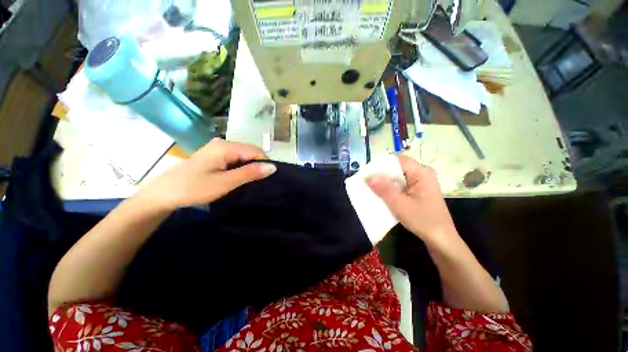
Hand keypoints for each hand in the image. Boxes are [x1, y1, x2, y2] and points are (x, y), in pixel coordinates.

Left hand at [138, 138, 276, 210]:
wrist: (163, 193)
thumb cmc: (194, 188)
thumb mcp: (226, 182)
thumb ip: (250, 173)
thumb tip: (273, 167)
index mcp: (226, 146)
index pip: (256, 151)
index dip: (265, 163)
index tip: (268, 179)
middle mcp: (223, 143)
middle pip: (250, 151)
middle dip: (258, 165)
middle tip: (259, 182)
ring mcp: (217, 148)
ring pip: (243, 155)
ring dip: (250, 167)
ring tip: (251, 181)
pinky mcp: (214, 155)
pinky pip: (235, 158)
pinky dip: (241, 167)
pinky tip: (239, 177)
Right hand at [367, 155, 455, 245]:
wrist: (440, 239)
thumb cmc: (423, 221)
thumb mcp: (400, 205)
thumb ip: (384, 189)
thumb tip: (368, 176)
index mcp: (422, 173)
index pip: (397, 160)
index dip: (381, 165)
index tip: (367, 173)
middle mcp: (422, 173)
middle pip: (397, 167)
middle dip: (381, 174)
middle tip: (367, 182)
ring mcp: (420, 181)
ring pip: (397, 175)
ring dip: (385, 181)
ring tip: (372, 188)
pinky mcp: (418, 189)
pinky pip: (400, 183)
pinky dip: (390, 187)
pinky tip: (383, 194)